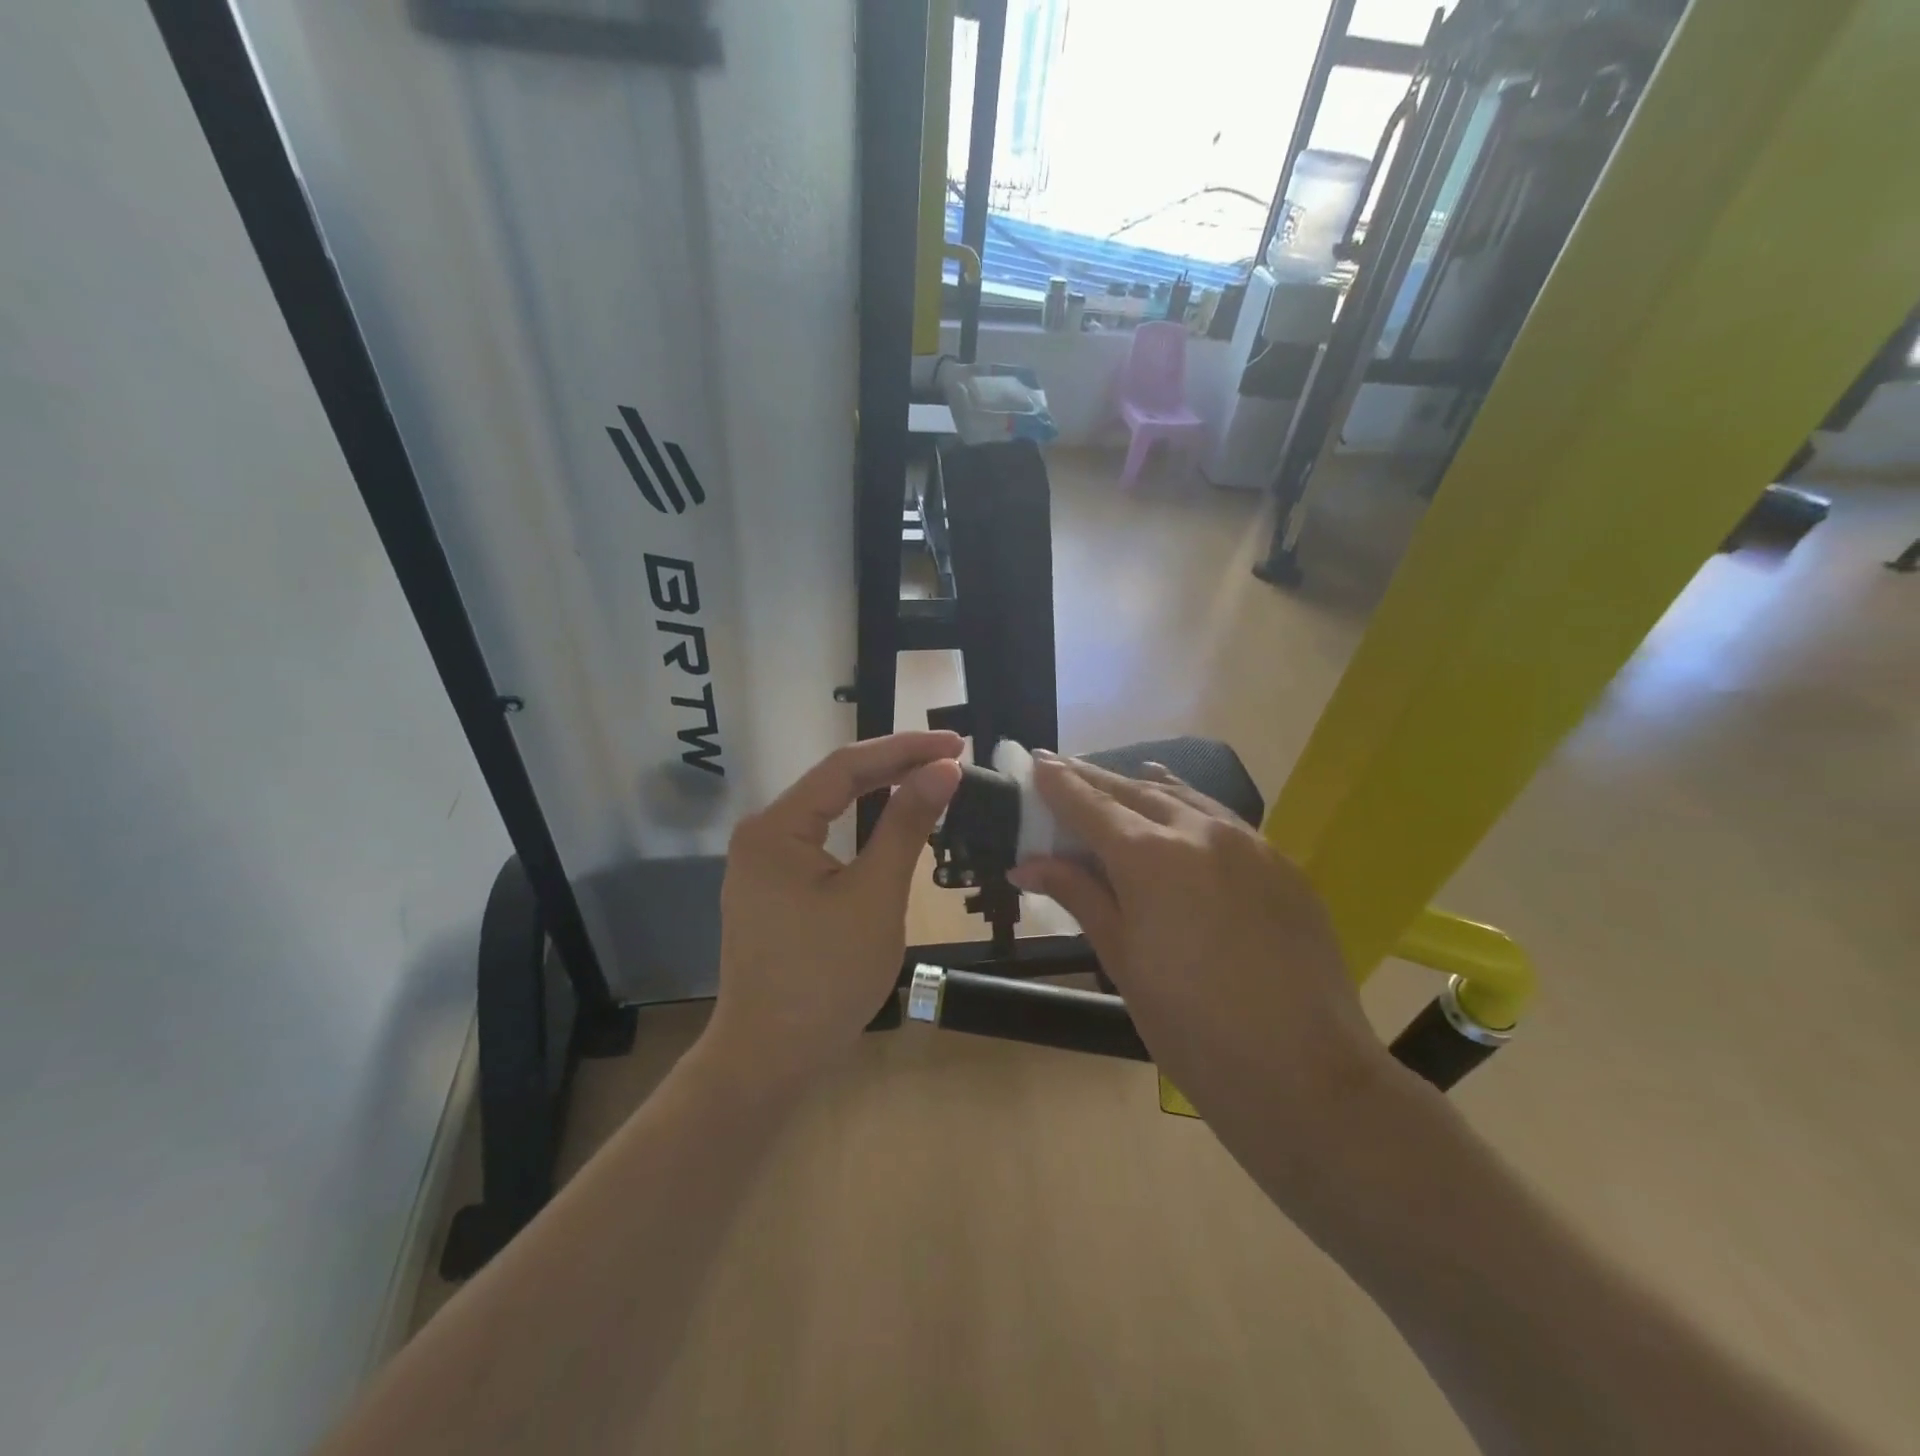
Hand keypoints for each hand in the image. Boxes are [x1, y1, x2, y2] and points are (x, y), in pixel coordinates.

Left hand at [702, 731, 962, 1087]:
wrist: (770, 1059)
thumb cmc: (826, 977)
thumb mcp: (875, 895)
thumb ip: (907, 825)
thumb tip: (943, 769)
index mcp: (776, 826)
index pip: (846, 765)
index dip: (904, 749)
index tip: (955, 743)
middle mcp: (762, 833)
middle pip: (834, 783)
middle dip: (894, 766)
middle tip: (951, 757)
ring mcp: (762, 863)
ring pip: (829, 811)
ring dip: (878, 793)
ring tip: (928, 778)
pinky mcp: (772, 888)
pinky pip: (822, 840)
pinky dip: (860, 827)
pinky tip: (890, 821)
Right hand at [1007, 754, 1391, 1177]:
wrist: (1304, 1073)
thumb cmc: (1190, 1027)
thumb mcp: (1122, 959)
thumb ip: (1079, 895)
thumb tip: (1028, 864)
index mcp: (1150, 855)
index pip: (1089, 803)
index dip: (1058, 782)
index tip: (1035, 762)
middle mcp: (1198, 830)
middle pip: (1133, 790)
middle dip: (1093, 779)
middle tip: (1064, 769)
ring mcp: (1248, 841)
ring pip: (1182, 796)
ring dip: (1142, 787)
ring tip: (1118, 782)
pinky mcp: (1282, 863)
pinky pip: (1223, 819)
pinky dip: (1188, 808)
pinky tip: (1180, 814)